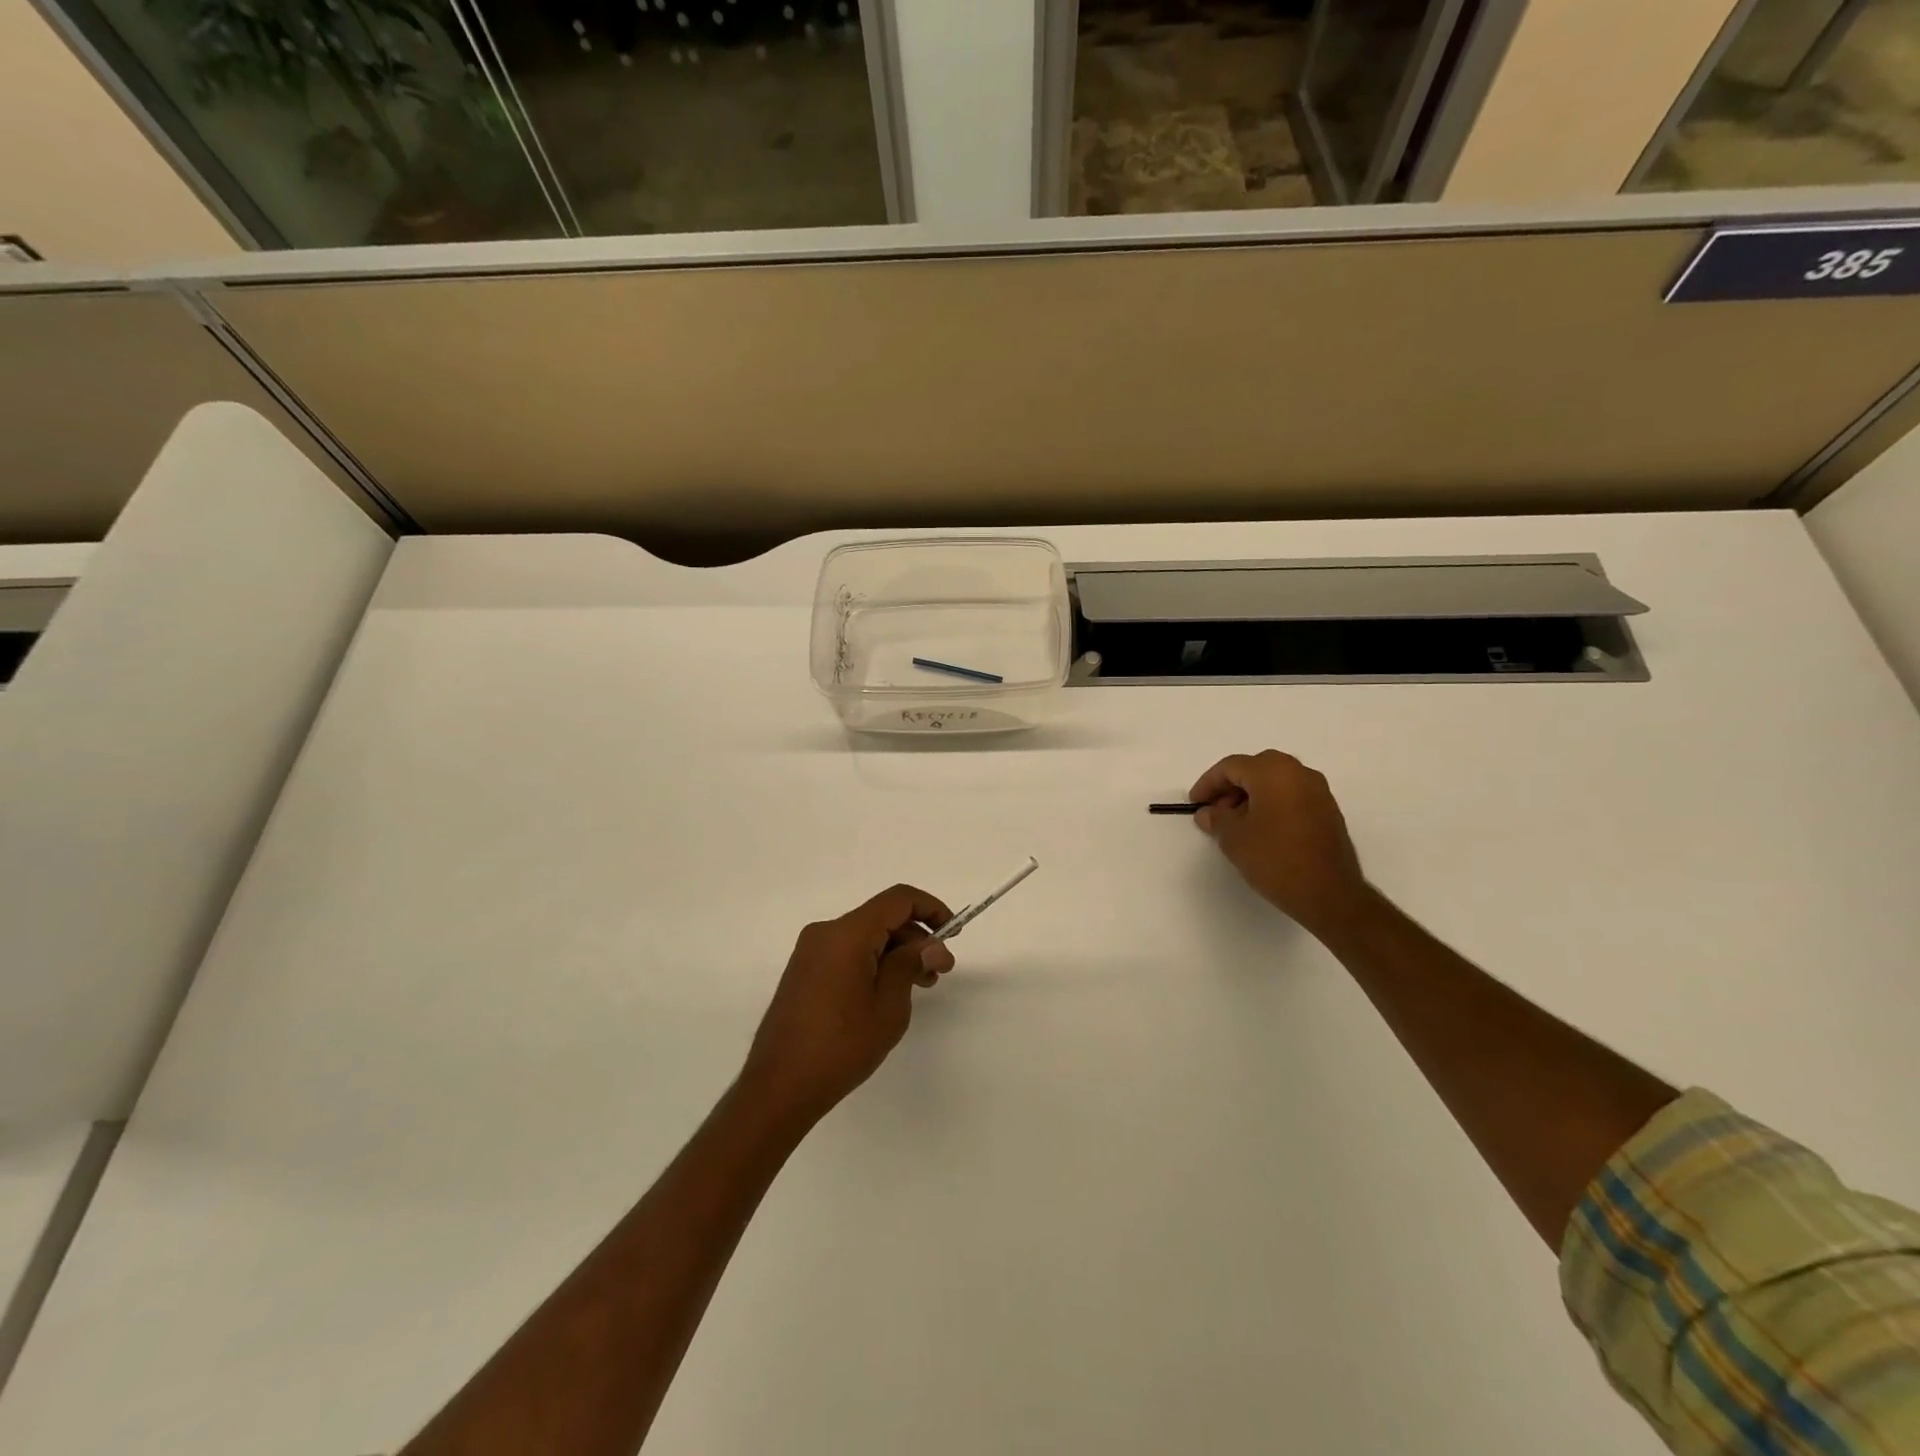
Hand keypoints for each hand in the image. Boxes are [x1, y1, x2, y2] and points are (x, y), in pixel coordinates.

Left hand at [740, 884, 955, 1125]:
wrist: (779, 1087)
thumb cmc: (841, 1046)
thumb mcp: (888, 1006)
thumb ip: (910, 965)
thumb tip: (931, 945)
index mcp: (846, 934)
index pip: (897, 900)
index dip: (931, 908)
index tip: (953, 934)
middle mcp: (825, 933)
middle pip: (881, 918)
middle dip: (916, 938)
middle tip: (940, 972)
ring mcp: (811, 952)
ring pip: (865, 936)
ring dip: (896, 952)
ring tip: (921, 985)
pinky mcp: (804, 972)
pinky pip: (847, 952)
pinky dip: (874, 962)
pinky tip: (889, 992)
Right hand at [1189, 750, 1373, 939]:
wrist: (1329, 893)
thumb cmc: (1275, 858)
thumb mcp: (1233, 838)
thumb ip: (1216, 818)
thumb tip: (1208, 812)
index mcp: (1273, 772)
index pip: (1231, 766)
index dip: (1208, 783)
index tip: (1195, 804)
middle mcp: (1299, 773)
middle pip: (1255, 769)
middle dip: (1230, 788)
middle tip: (1214, 812)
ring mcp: (1318, 791)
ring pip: (1275, 782)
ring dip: (1251, 796)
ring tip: (1235, 824)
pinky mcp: (1328, 811)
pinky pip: (1291, 796)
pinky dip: (1271, 804)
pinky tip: (1260, 830)